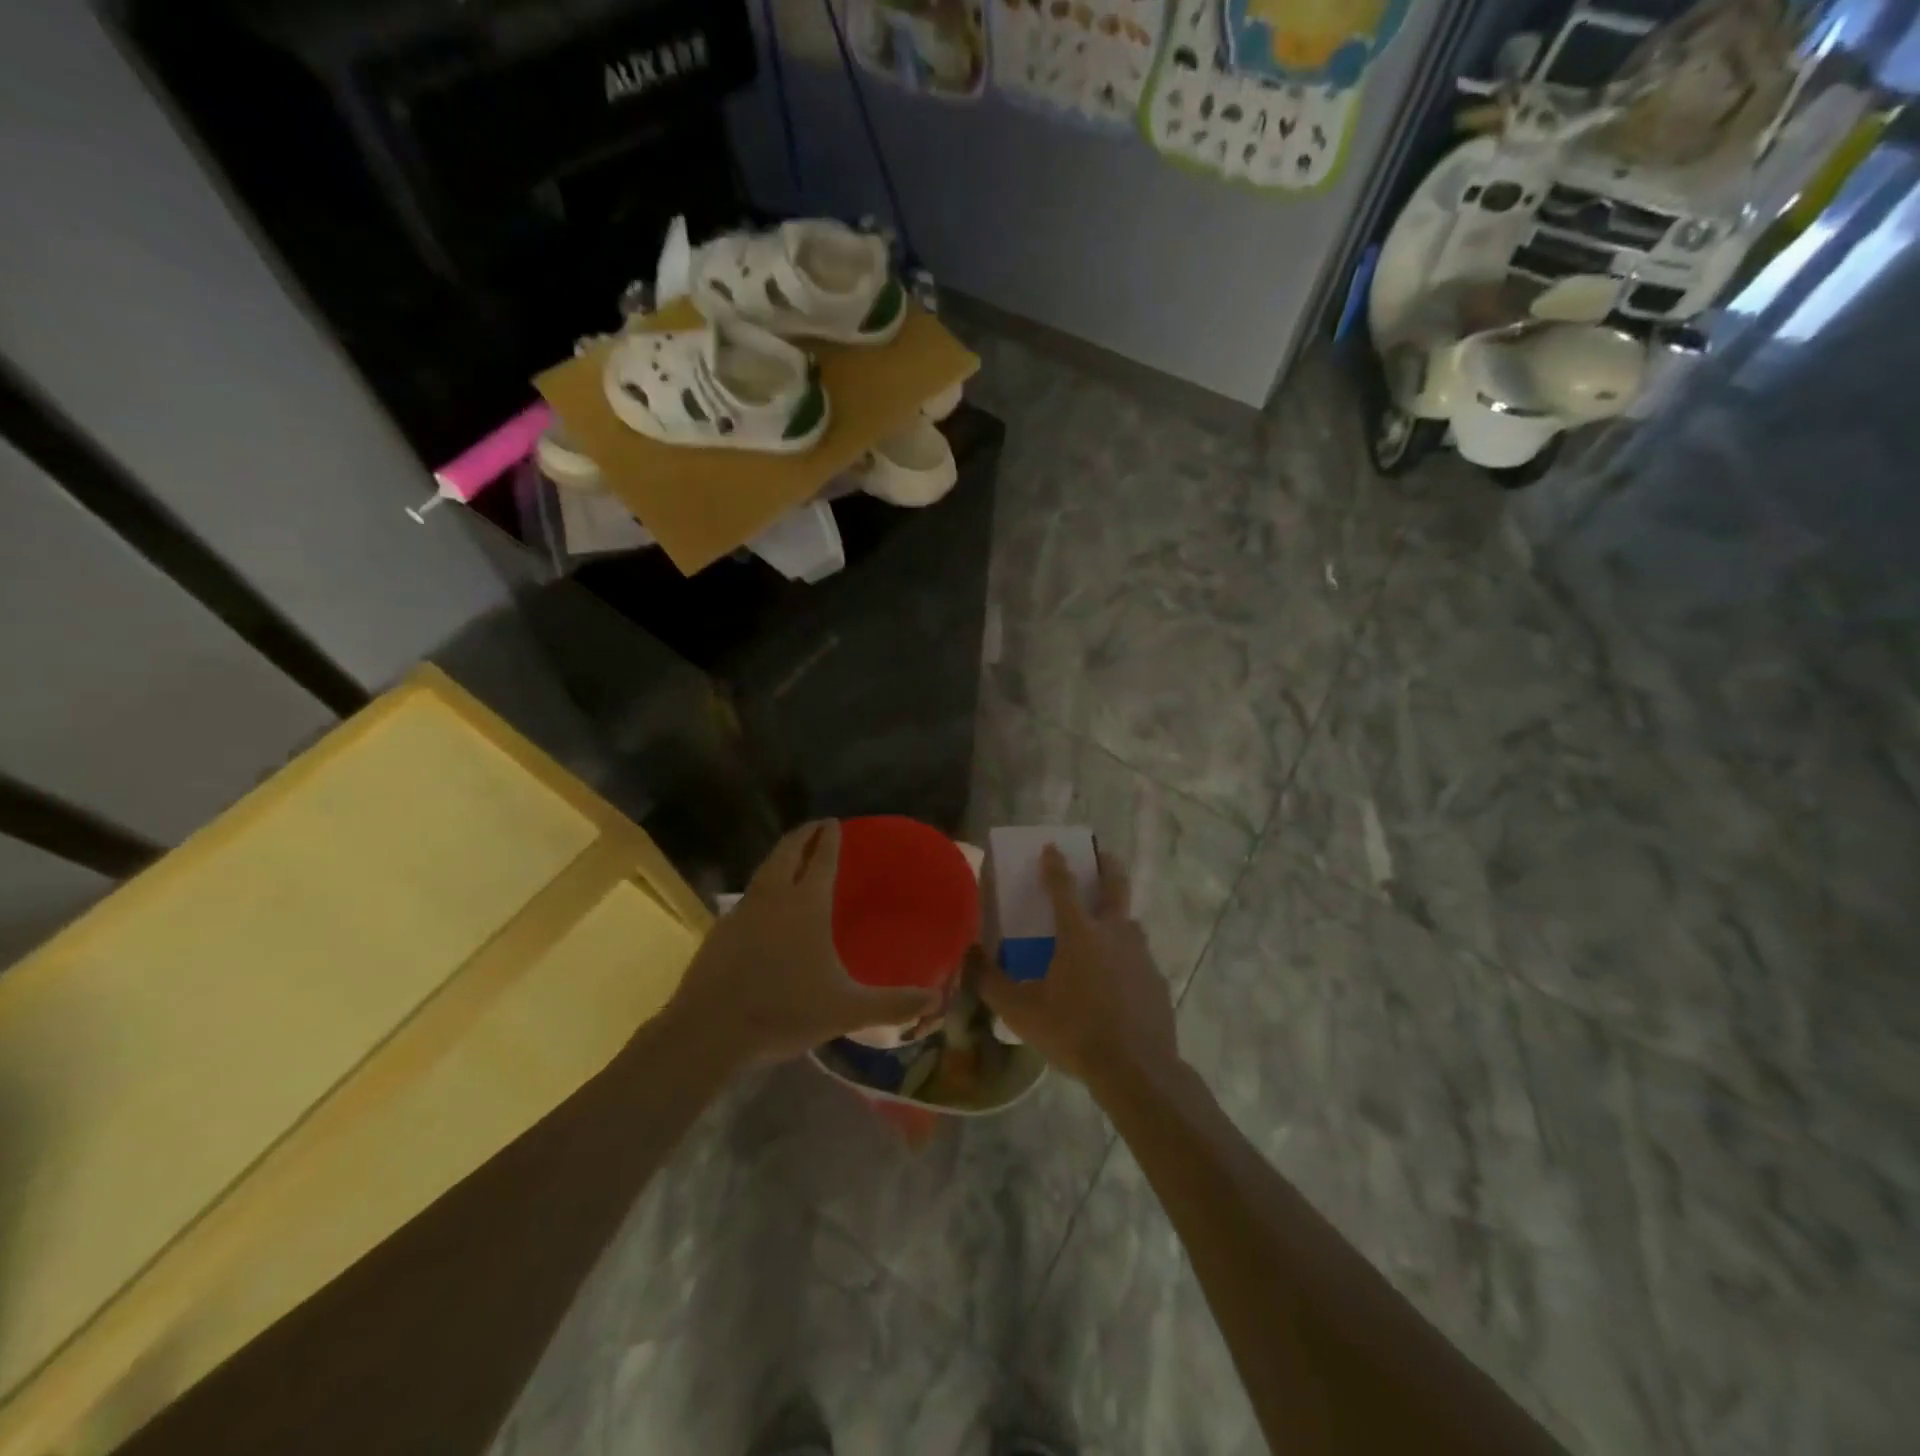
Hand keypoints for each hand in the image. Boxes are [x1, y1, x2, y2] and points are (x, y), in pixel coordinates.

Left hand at [665, 820, 938, 1069]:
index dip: (829, 837)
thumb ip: (892, 1003)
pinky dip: (762, 885)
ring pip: (764, 870)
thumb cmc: (784, 1011)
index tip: (834, 821)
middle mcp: (774, 898)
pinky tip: (763, 905)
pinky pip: (748, 896)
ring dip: (780, 856)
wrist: (710, 1030)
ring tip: (791, 856)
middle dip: (803, 835)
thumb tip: (934, 1000)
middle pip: (788, 852)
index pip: (821, 858)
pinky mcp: (721, 931)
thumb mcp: (846, 1009)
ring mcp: (742, 912)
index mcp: (806, 906)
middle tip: (815, 827)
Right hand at [978, 844, 1178, 1088]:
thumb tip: (970, 956)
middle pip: (1114, 886)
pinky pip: (1139, 957)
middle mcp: (1113, 932)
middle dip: (1106, 865)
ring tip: (1104, 927)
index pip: (1063, 886)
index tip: (1050, 847)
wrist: (1136, 1069)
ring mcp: (1140, 954)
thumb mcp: (1021, 1011)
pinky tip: (1117, 979)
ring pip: (1129, 922)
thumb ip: (992, 983)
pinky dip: (1126, 956)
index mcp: (1078, 933)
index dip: (1055, 864)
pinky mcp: (1156, 979)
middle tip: (1100, 855)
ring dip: (1117, 914)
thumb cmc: (1074, 1032)